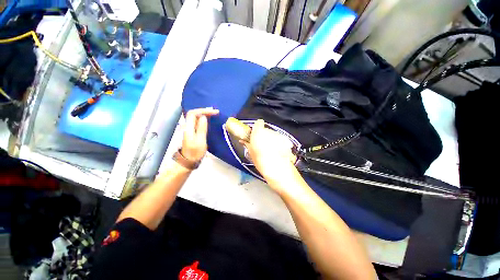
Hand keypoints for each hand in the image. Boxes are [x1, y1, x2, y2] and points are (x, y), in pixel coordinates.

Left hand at [181, 108, 218, 162]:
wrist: (188, 161)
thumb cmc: (195, 152)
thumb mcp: (200, 141)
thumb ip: (201, 128)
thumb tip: (204, 117)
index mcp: (188, 128)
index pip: (193, 113)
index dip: (203, 110)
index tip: (214, 112)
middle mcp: (187, 126)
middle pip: (193, 114)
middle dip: (204, 110)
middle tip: (215, 112)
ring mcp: (189, 129)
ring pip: (195, 117)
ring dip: (204, 114)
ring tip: (213, 114)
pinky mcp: (192, 132)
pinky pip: (197, 122)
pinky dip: (203, 119)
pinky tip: (208, 120)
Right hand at [243, 119, 296, 185]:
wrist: (278, 169)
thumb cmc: (261, 161)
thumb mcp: (251, 153)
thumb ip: (248, 144)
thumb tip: (243, 141)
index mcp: (259, 132)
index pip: (258, 123)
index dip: (257, 127)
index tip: (255, 134)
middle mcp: (269, 131)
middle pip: (266, 130)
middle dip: (264, 135)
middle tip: (262, 145)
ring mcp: (279, 135)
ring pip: (273, 134)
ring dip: (271, 139)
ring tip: (271, 150)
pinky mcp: (286, 140)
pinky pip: (280, 139)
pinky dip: (279, 143)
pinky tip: (278, 151)